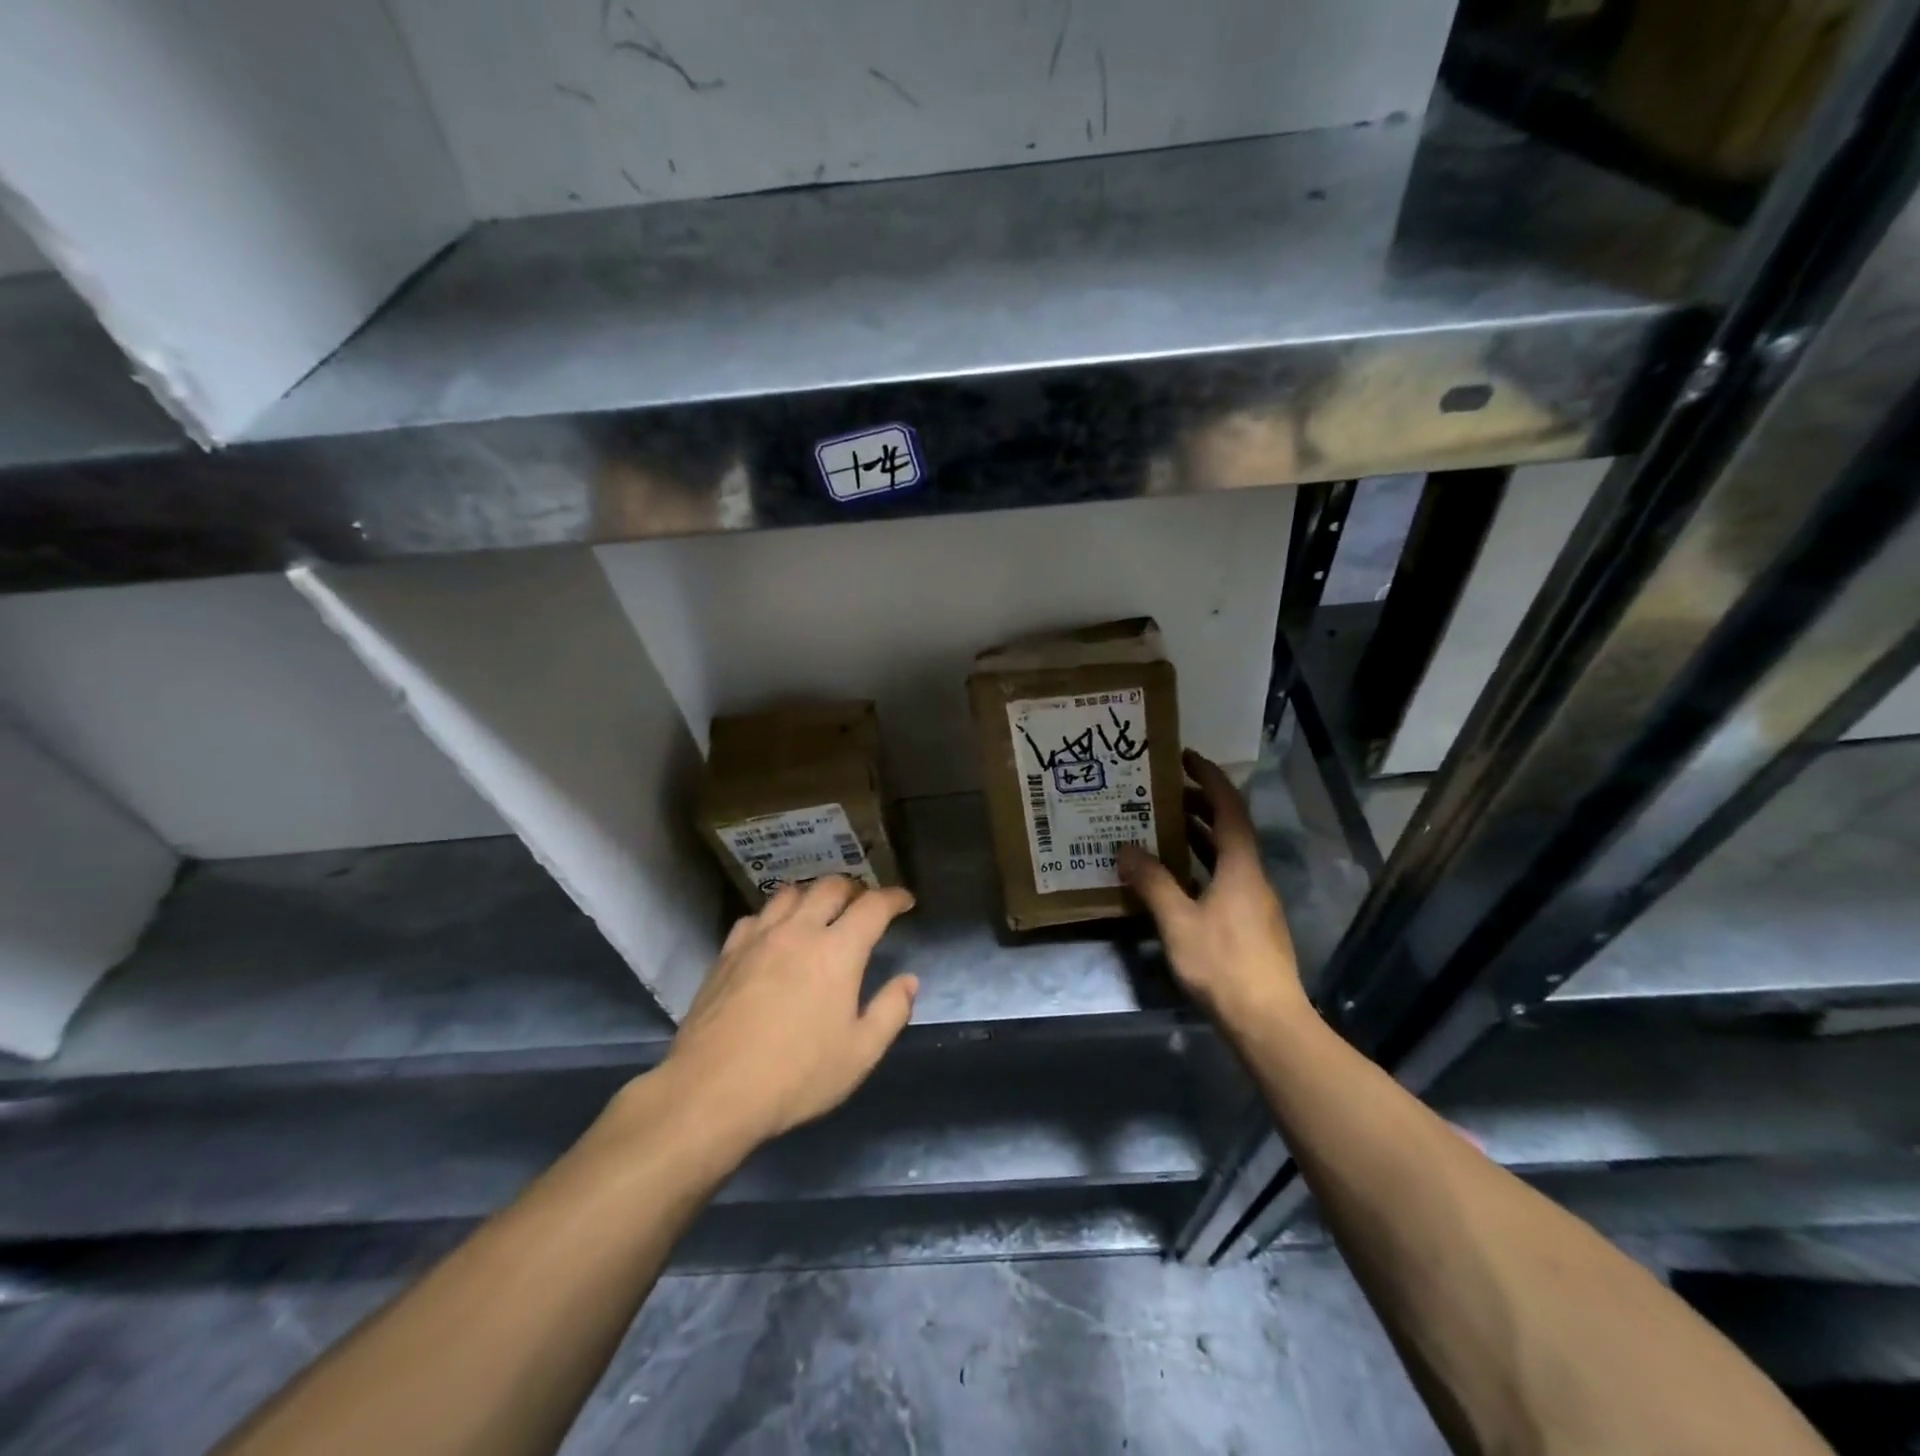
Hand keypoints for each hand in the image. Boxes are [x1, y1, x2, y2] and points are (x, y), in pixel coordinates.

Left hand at [659, 877, 918, 1145]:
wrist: (712, 1092)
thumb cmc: (796, 1076)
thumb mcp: (860, 1054)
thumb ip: (891, 1011)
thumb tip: (908, 980)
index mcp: (838, 951)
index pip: (873, 906)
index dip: (893, 898)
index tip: (905, 901)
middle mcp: (799, 931)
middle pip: (830, 887)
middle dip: (854, 888)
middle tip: (863, 903)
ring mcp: (758, 939)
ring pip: (789, 894)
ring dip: (812, 895)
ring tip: (819, 911)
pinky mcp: (727, 954)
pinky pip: (755, 917)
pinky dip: (773, 916)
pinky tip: (773, 934)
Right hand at [1120, 750, 1308, 1034]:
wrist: (1267, 1020)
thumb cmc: (1223, 964)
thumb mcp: (1179, 921)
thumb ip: (1152, 883)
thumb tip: (1126, 850)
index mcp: (1241, 866)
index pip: (1229, 807)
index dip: (1209, 778)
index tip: (1186, 758)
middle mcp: (1252, 876)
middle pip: (1229, 828)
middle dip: (1199, 805)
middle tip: (1163, 793)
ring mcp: (1253, 901)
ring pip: (1226, 855)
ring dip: (1198, 836)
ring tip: (1162, 827)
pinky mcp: (1250, 924)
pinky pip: (1223, 877)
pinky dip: (1200, 865)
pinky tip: (1175, 878)